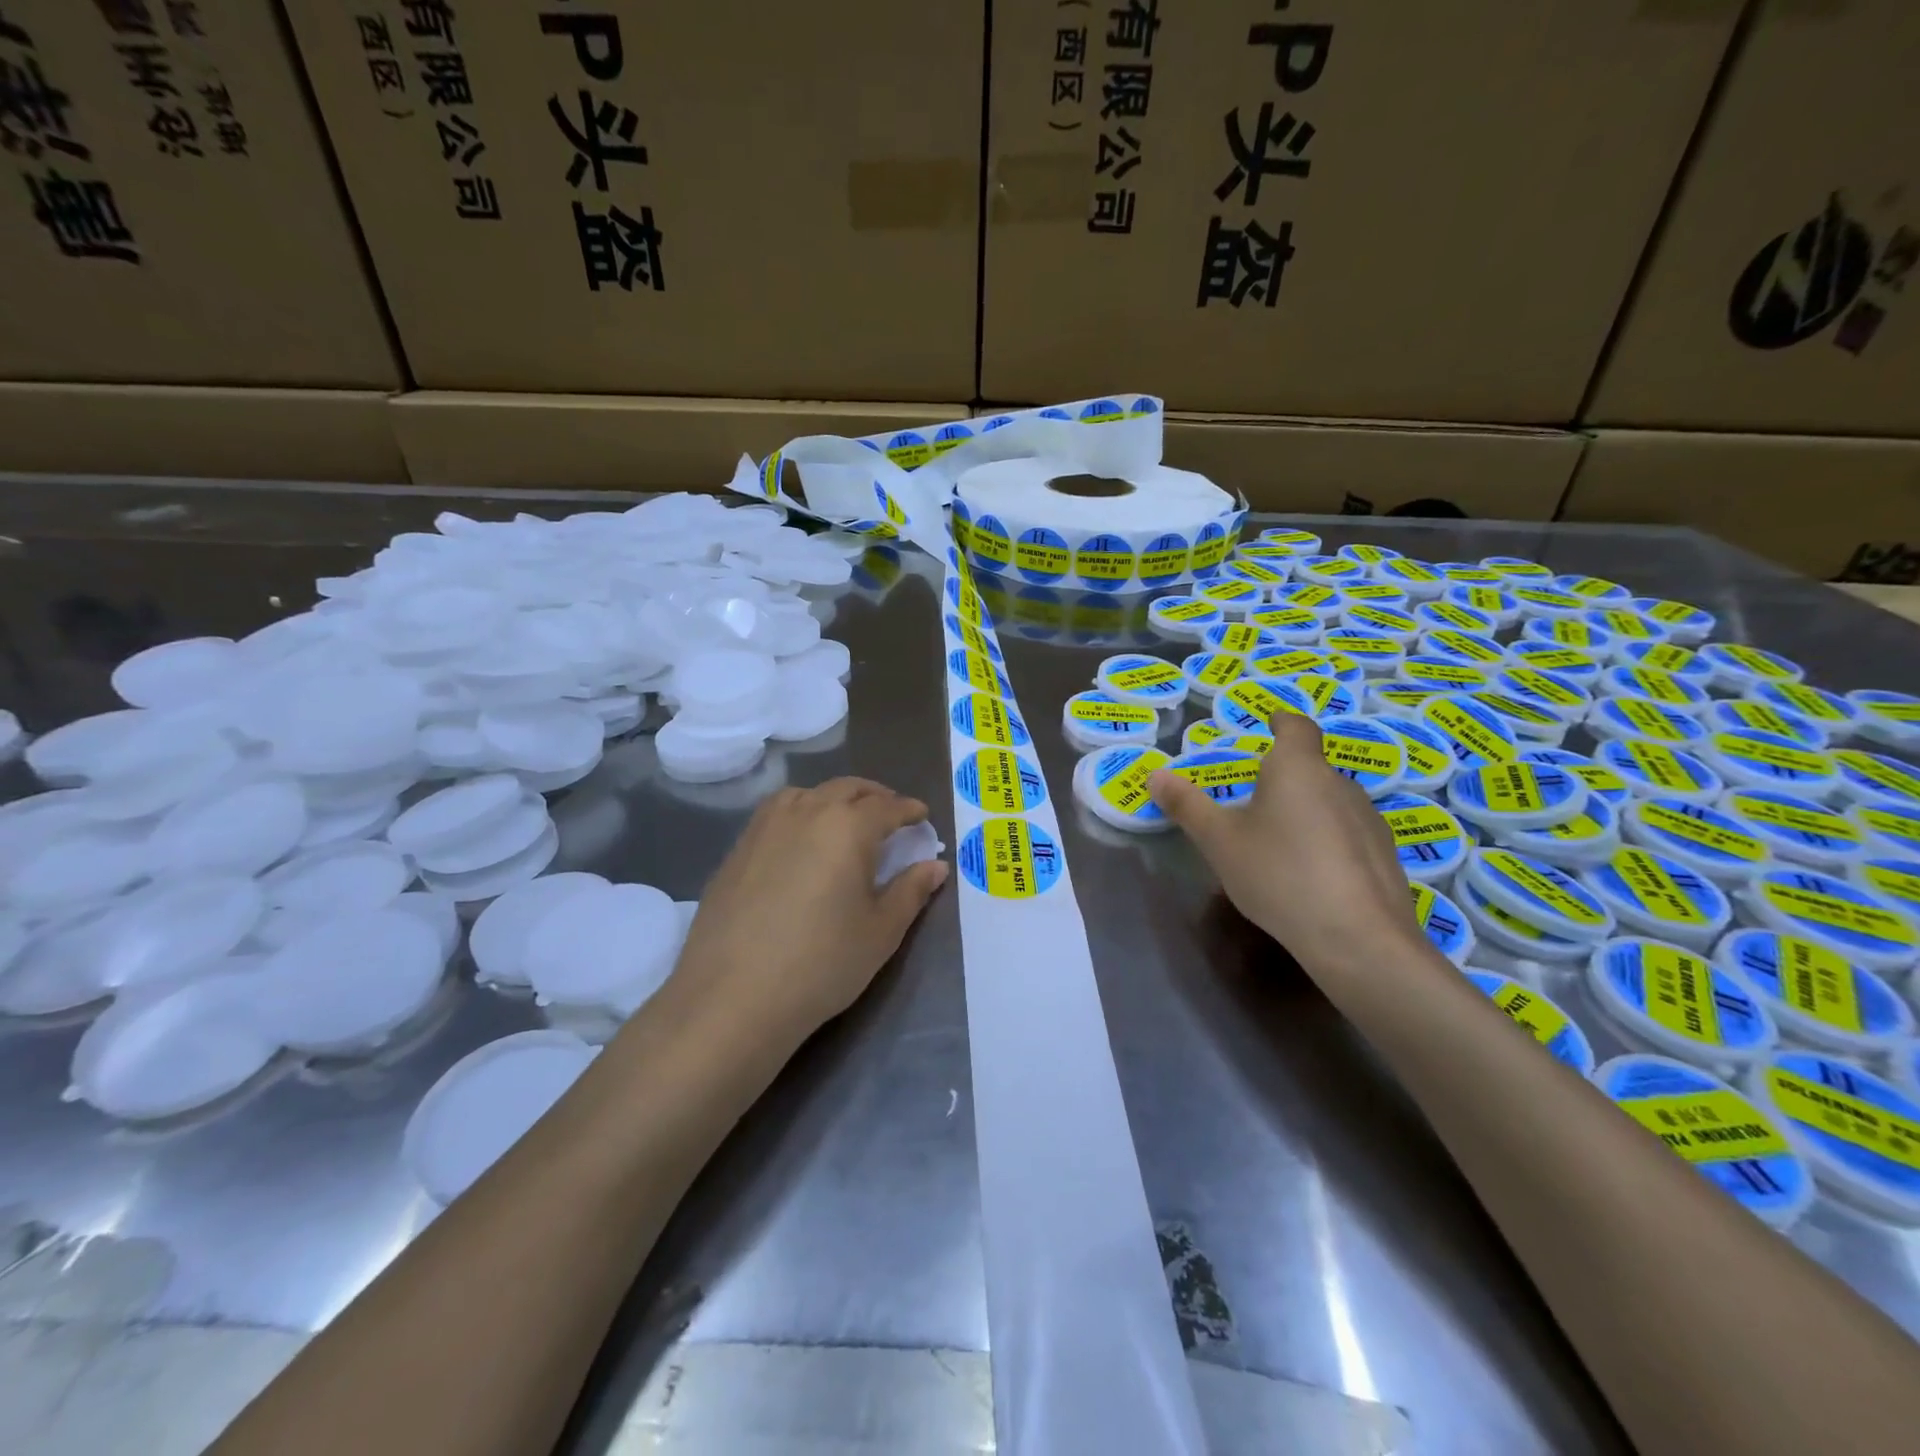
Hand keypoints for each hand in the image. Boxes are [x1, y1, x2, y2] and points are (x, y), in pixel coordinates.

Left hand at [670, 778, 947, 1044]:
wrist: (732, 996)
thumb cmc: (822, 963)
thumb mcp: (880, 931)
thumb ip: (911, 891)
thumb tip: (935, 865)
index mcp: (848, 827)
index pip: (887, 807)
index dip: (909, 810)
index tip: (922, 815)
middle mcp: (806, 812)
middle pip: (846, 789)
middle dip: (874, 796)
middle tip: (890, 813)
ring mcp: (765, 827)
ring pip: (808, 794)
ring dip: (834, 799)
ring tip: (846, 820)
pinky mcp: (738, 848)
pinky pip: (777, 813)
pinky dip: (801, 813)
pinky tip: (801, 841)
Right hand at [1148, 711, 1427, 979]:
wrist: (1357, 938)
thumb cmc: (1278, 874)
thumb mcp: (1219, 841)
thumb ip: (1187, 806)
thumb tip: (1155, 775)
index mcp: (1297, 768)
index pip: (1296, 727)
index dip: (1281, 721)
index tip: (1270, 721)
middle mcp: (1339, 783)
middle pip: (1310, 768)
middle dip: (1283, 776)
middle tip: (1253, 799)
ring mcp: (1368, 819)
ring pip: (1329, 802)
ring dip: (1305, 810)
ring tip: (1278, 842)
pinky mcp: (1385, 855)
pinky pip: (1348, 834)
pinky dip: (1327, 841)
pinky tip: (1310, 874)